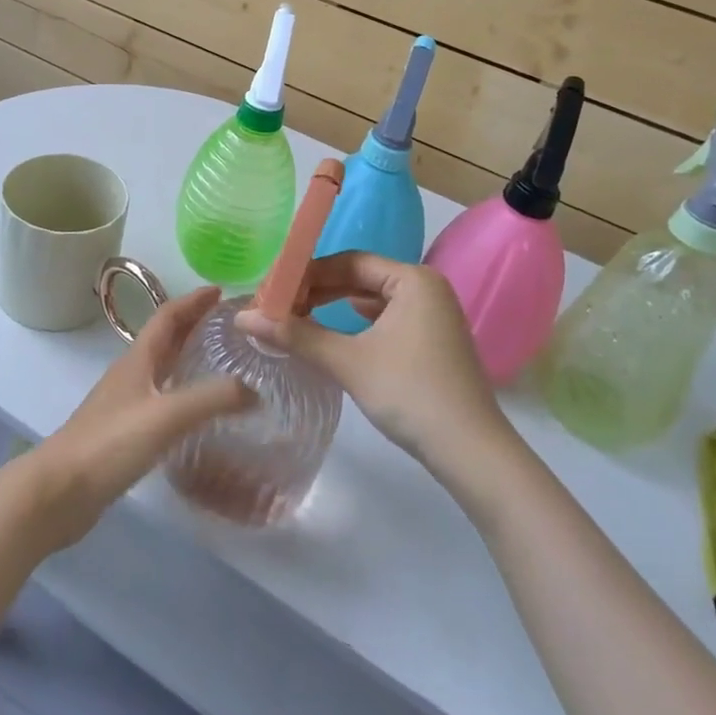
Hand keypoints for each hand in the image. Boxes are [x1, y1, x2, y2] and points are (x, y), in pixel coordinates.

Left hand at [27, 286, 255, 547]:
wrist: (59, 491)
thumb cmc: (110, 443)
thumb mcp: (166, 416)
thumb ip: (211, 399)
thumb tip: (254, 389)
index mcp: (138, 359)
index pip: (168, 316)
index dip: (193, 301)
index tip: (220, 291)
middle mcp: (132, 374)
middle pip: (166, 338)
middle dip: (194, 324)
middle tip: (229, 323)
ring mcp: (126, 403)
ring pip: (163, 368)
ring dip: (188, 356)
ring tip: (221, 361)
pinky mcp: (125, 432)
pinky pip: (161, 399)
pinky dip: (182, 393)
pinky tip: (197, 412)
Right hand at [240, 252, 511, 477]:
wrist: (472, 453)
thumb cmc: (410, 393)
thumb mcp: (348, 362)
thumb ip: (296, 335)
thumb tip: (243, 317)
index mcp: (413, 279)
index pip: (350, 261)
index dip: (308, 273)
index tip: (274, 290)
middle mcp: (427, 288)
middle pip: (361, 278)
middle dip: (320, 291)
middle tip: (280, 306)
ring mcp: (434, 316)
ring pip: (374, 300)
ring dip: (336, 308)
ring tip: (298, 319)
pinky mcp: (434, 341)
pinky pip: (387, 319)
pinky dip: (358, 325)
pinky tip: (335, 336)